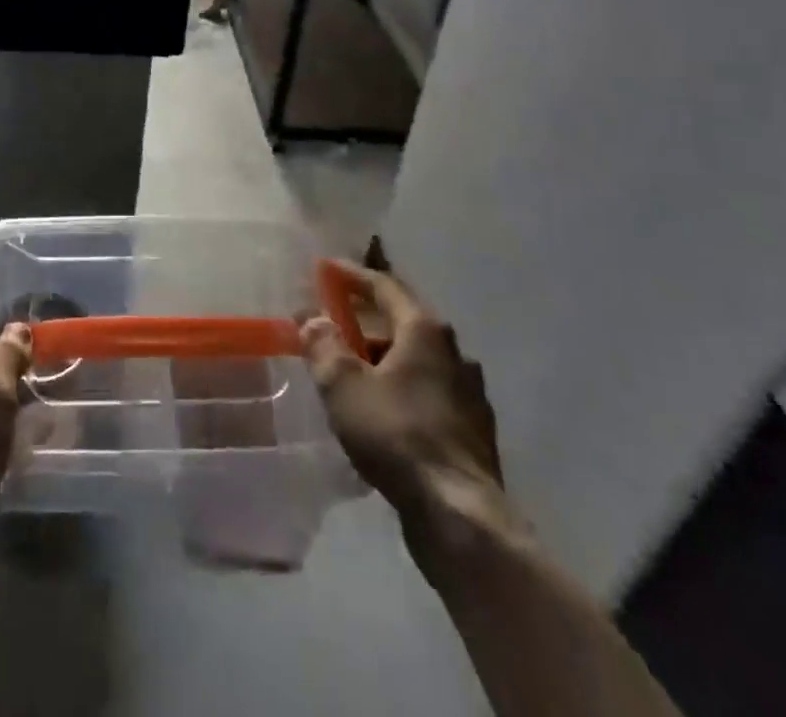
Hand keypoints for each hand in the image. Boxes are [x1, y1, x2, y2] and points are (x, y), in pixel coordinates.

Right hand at [301, 261, 516, 571]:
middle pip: (403, 323)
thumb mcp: (344, 385)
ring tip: (353, 372)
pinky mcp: (473, 431)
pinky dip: (403, 390)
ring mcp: (469, 394)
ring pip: (418, 361)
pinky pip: (429, 394)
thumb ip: (324, 344)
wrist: (460, 516)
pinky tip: (383, 413)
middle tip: (333, 326)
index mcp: (425, 331)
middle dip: (366, 322)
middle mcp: (454, 353)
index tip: (327, 269)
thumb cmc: (397, 436)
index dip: (353, 275)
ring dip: (385, 359)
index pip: (385, 286)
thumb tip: (312, 317)